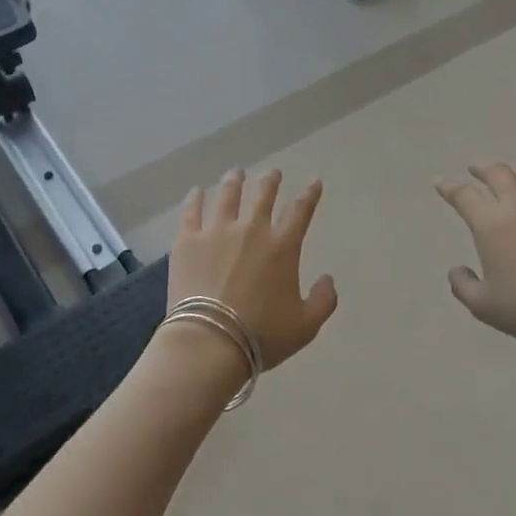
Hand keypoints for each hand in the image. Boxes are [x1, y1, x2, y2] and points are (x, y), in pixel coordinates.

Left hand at [168, 169, 337, 371]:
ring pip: (228, 195)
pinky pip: (191, 210)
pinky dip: (195, 198)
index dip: (310, 194)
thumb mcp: (306, 326)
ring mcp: (217, 231)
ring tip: (236, 173)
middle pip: (263, 194)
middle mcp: (252, 229)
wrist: (210, 342)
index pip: (300, 211)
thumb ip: (324, 300)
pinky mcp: (188, 240)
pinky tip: (196, 191)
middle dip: (270, 180)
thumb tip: (328, 279)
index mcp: (282, 246)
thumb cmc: (261, 336)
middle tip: (272, 173)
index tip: (314, 182)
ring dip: (234, 181)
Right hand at [436, 164, 515, 348]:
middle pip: (499, 175)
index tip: (440, 182)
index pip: (464, 196)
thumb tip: (457, 270)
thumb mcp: (483, 306)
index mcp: (491, 224)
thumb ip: (463, 286)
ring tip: (513, 170)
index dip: (449, 187)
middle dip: (484, 169)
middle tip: (476, 169)